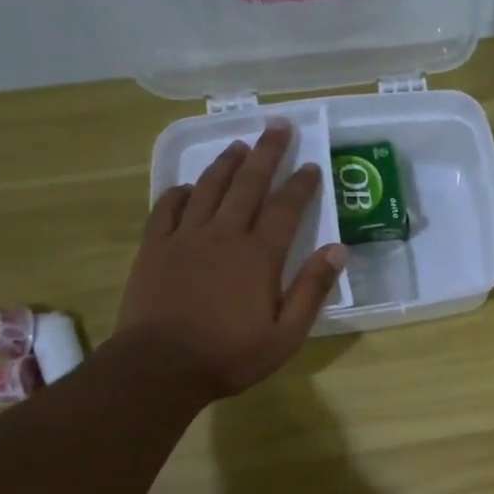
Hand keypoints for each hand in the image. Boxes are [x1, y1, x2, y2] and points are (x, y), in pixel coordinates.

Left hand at [115, 119, 346, 403]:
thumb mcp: (286, 334)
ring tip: (238, 144)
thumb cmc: (230, 355)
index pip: (287, 209)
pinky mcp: (154, 247)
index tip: (312, 165)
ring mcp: (185, 238)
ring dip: (226, 163)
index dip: (301, 185)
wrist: (159, 367)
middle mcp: (223, 235)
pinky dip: (180, 192)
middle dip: (266, 153)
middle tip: (277, 125)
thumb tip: (339, 250)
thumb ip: (312, 289)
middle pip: (248, 185)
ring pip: (208, 188)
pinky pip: (166, 208)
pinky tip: (187, 185)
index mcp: (259, 256)